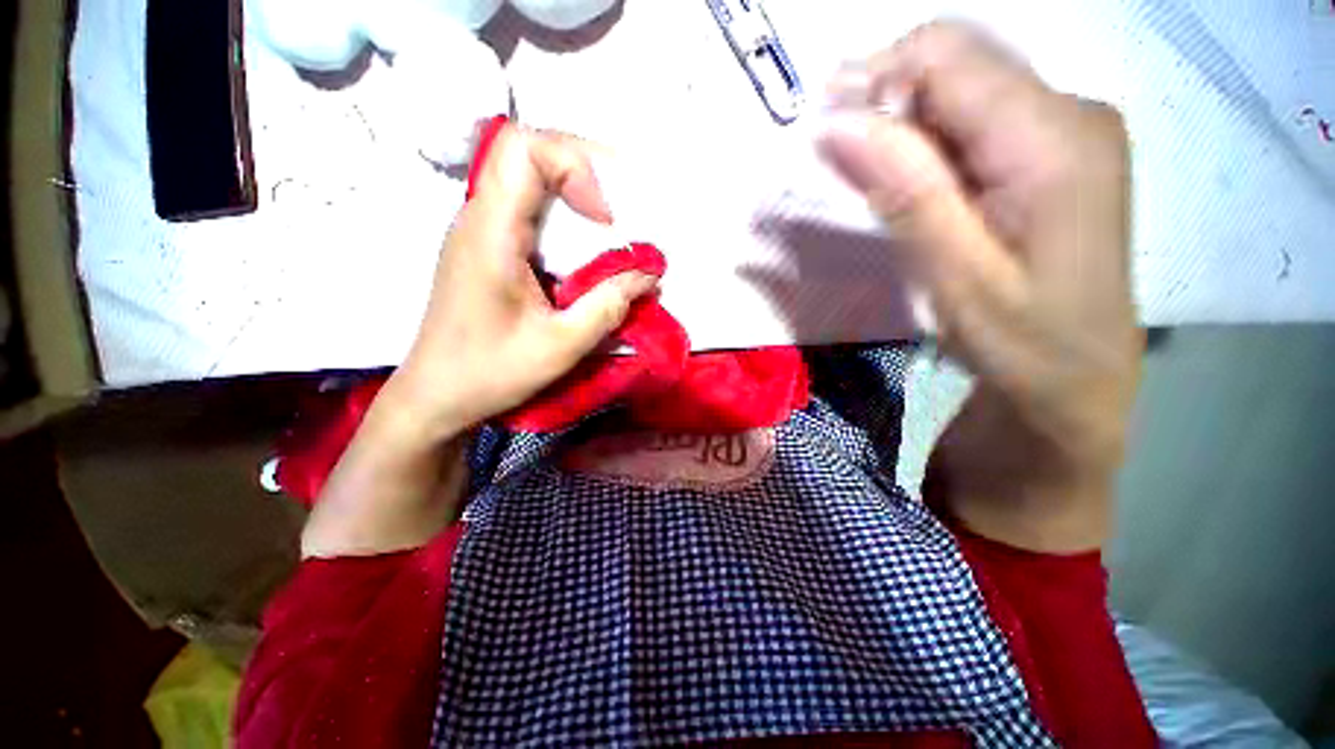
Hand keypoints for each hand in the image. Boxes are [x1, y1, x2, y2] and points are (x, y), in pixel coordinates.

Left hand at [389, 123, 658, 438]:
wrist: (437, 396)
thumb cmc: (491, 373)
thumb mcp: (561, 346)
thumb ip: (608, 307)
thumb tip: (648, 275)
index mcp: (490, 233)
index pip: (524, 149)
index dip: (575, 165)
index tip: (606, 218)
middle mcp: (479, 219)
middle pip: (528, 155)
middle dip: (584, 172)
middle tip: (622, 210)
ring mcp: (480, 232)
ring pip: (528, 181)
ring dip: (576, 196)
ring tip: (612, 230)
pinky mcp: (487, 250)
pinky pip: (528, 213)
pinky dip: (564, 221)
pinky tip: (584, 254)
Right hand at [818, 22, 1142, 551]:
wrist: (1077, 379)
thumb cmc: (1021, 342)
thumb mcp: (956, 275)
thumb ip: (905, 191)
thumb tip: (837, 124)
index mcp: (1056, 139)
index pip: (949, 57)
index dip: (875, 78)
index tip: (822, 129)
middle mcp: (1071, 113)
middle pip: (958, 63)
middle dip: (886, 101)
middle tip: (843, 165)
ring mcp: (1068, 129)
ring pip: (963, 91)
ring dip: (904, 128)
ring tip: (876, 188)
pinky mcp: (1055, 151)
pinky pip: (977, 121)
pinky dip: (928, 145)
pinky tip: (914, 190)